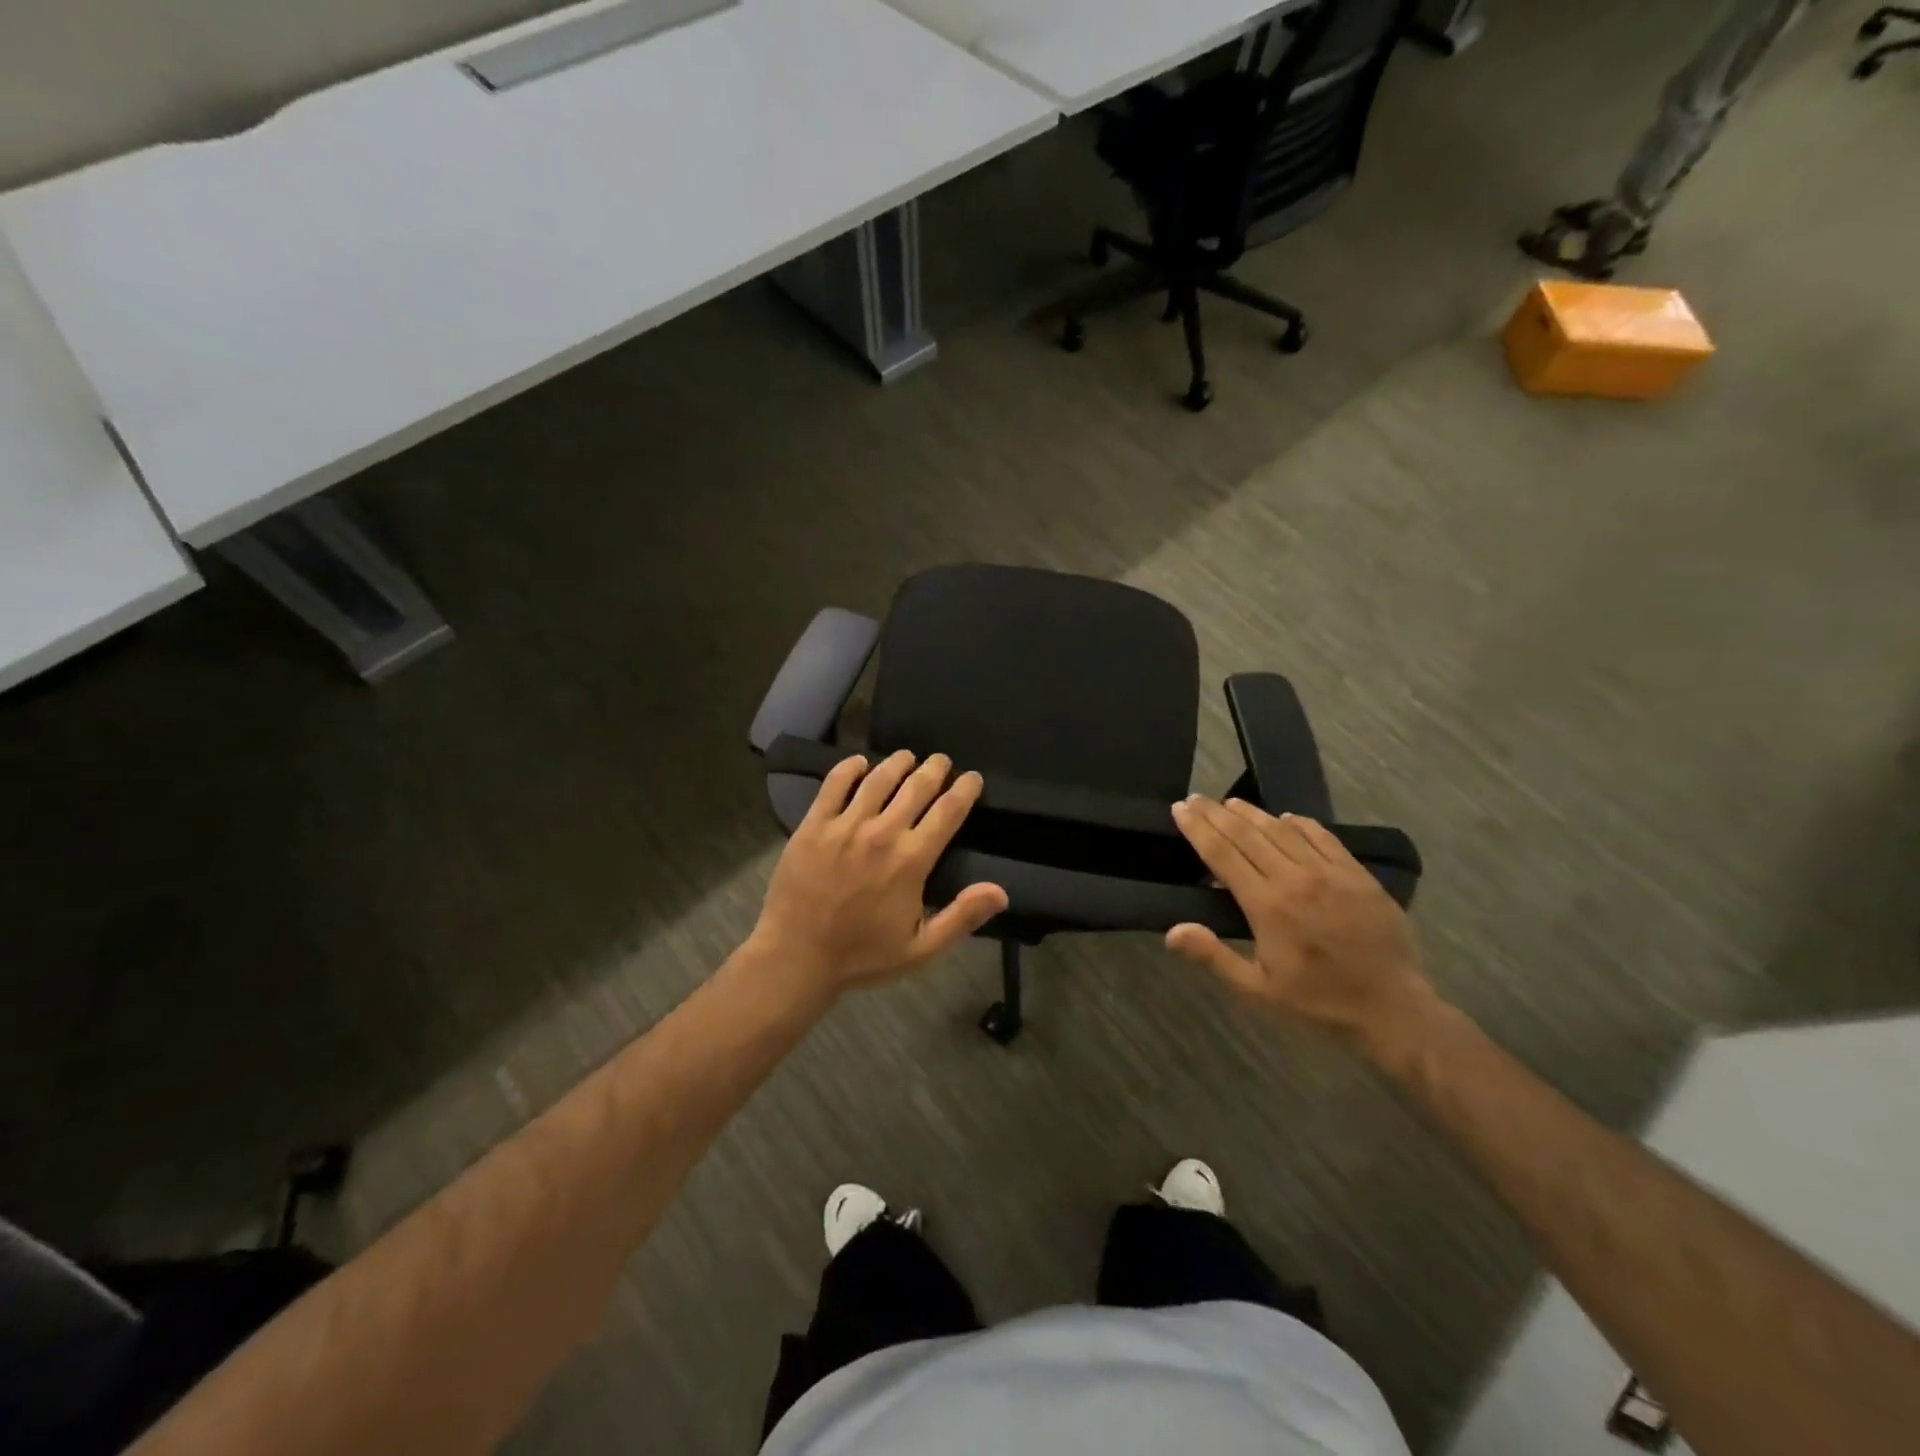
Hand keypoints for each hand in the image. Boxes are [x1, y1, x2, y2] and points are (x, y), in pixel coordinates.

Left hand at [750, 751, 1008, 996]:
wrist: (797, 957)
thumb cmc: (862, 956)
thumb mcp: (921, 949)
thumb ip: (962, 918)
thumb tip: (1001, 892)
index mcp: (911, 861)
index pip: (948, 811)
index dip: (965, 789)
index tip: (973, 778)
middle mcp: (881, 833)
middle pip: (916, 786)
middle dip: (935, 769)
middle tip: (942, 761)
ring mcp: (844, 825)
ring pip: (878, 779)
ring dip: (898, 763)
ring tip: (908, 757)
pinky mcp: (813, 825)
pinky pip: (834, 784)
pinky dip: (849, 767)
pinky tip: (860, 763)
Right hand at [1167, 797, 1432, 1045]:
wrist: (1393, 1010)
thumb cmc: (1317, 1003)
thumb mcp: (1258, 991)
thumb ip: (1214, 957)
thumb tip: (1173, 931)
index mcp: (1267, 906)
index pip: (1222, 854)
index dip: (1198, 829)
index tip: (1179, 809)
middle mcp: (1295, 879)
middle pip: (1247, 834)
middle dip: (1216, 813)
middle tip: (1195, 798)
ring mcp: (1329, 873)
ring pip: (1282, 830)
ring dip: (1252, 813)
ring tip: (1230, 802)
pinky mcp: (1358, 875)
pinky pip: (1323, 838)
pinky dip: (1300, 823)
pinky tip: (1286, 818)